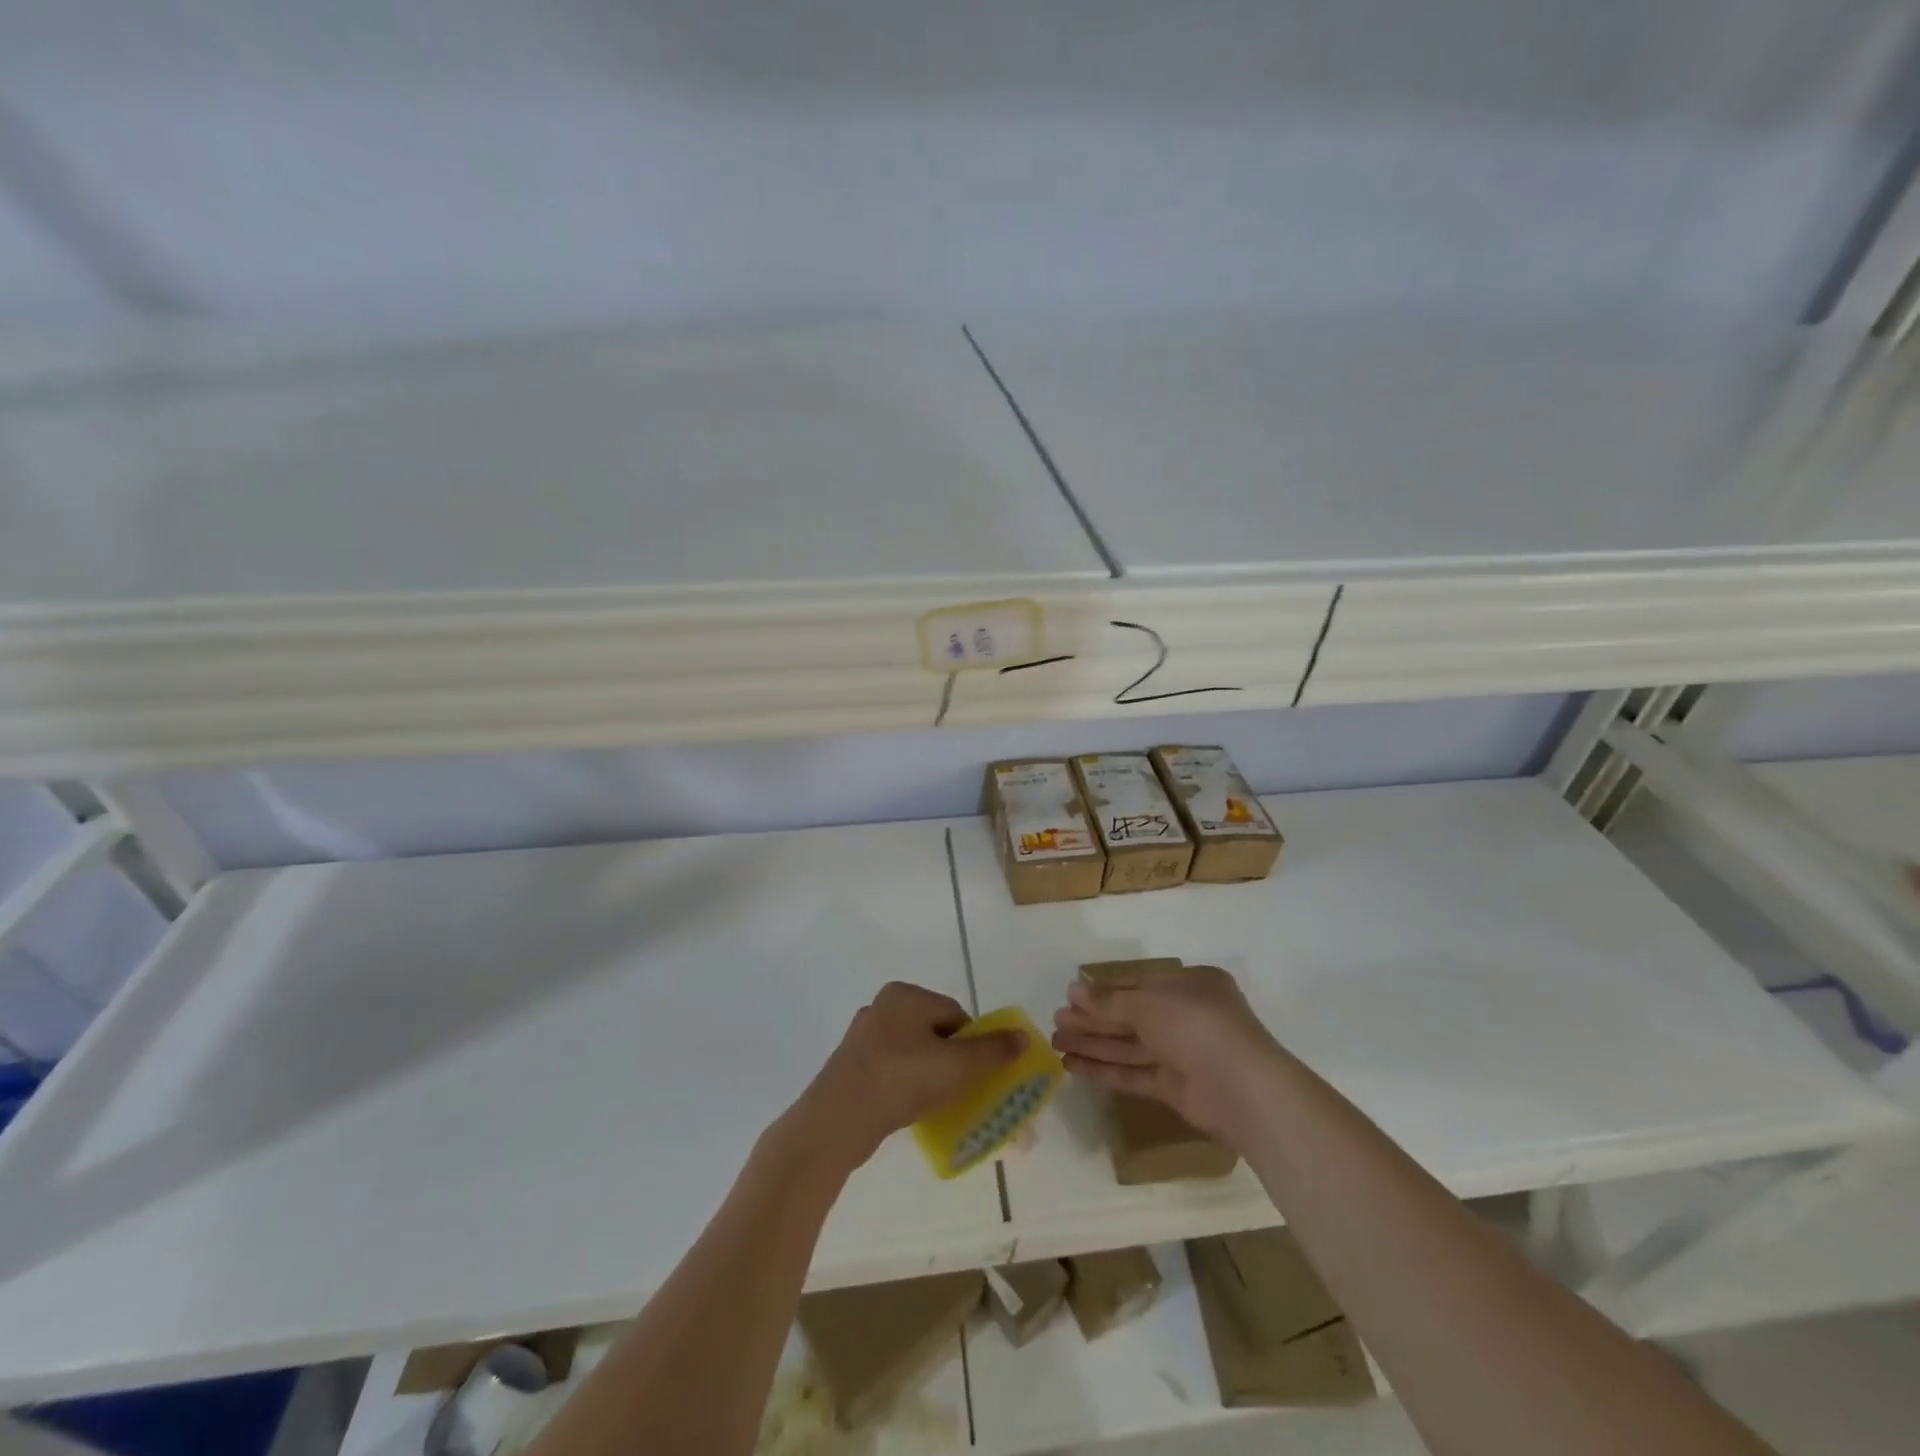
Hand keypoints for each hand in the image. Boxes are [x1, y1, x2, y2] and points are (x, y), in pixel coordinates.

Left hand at [786, 982, 1024, 1170]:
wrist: (837, 1120)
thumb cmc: (902, 1080)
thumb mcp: (958, 1066)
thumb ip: (993, 1051)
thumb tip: (1022, 1035)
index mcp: (905, 995)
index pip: (955, 1014)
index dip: (972, 1045)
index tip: (976, 1075)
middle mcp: (881, 1006)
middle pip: (934, 1032)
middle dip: (951, 1060)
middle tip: (959, 1091)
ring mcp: (862, 1036)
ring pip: (912, 1052)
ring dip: (927, 1074)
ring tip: (934, 1103)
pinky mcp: (850, 1064)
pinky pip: (890, 1069)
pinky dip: (904, 1085)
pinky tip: (908, 1107)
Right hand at [1051, 965, 1281, 1144]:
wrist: (1241, 1087)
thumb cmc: (1195, 1024)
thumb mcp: (1147, 1003)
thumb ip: (1109, 1000)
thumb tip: (1073, 990)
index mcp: (1190, 985)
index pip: (1138, 985)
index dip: (1103, 992)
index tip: (1070, 996)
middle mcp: (1186, 1016)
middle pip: (1130, 1016)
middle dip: (1093, 1019)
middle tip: (1056, 1021)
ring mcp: (1182, 1053)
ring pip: (1129, 1045)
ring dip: (1093, 1043)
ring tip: (1055, 1042)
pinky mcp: (1175, 1087)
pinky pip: (1134, 1073)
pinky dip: (1105, 1069)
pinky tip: (1073, 1065)